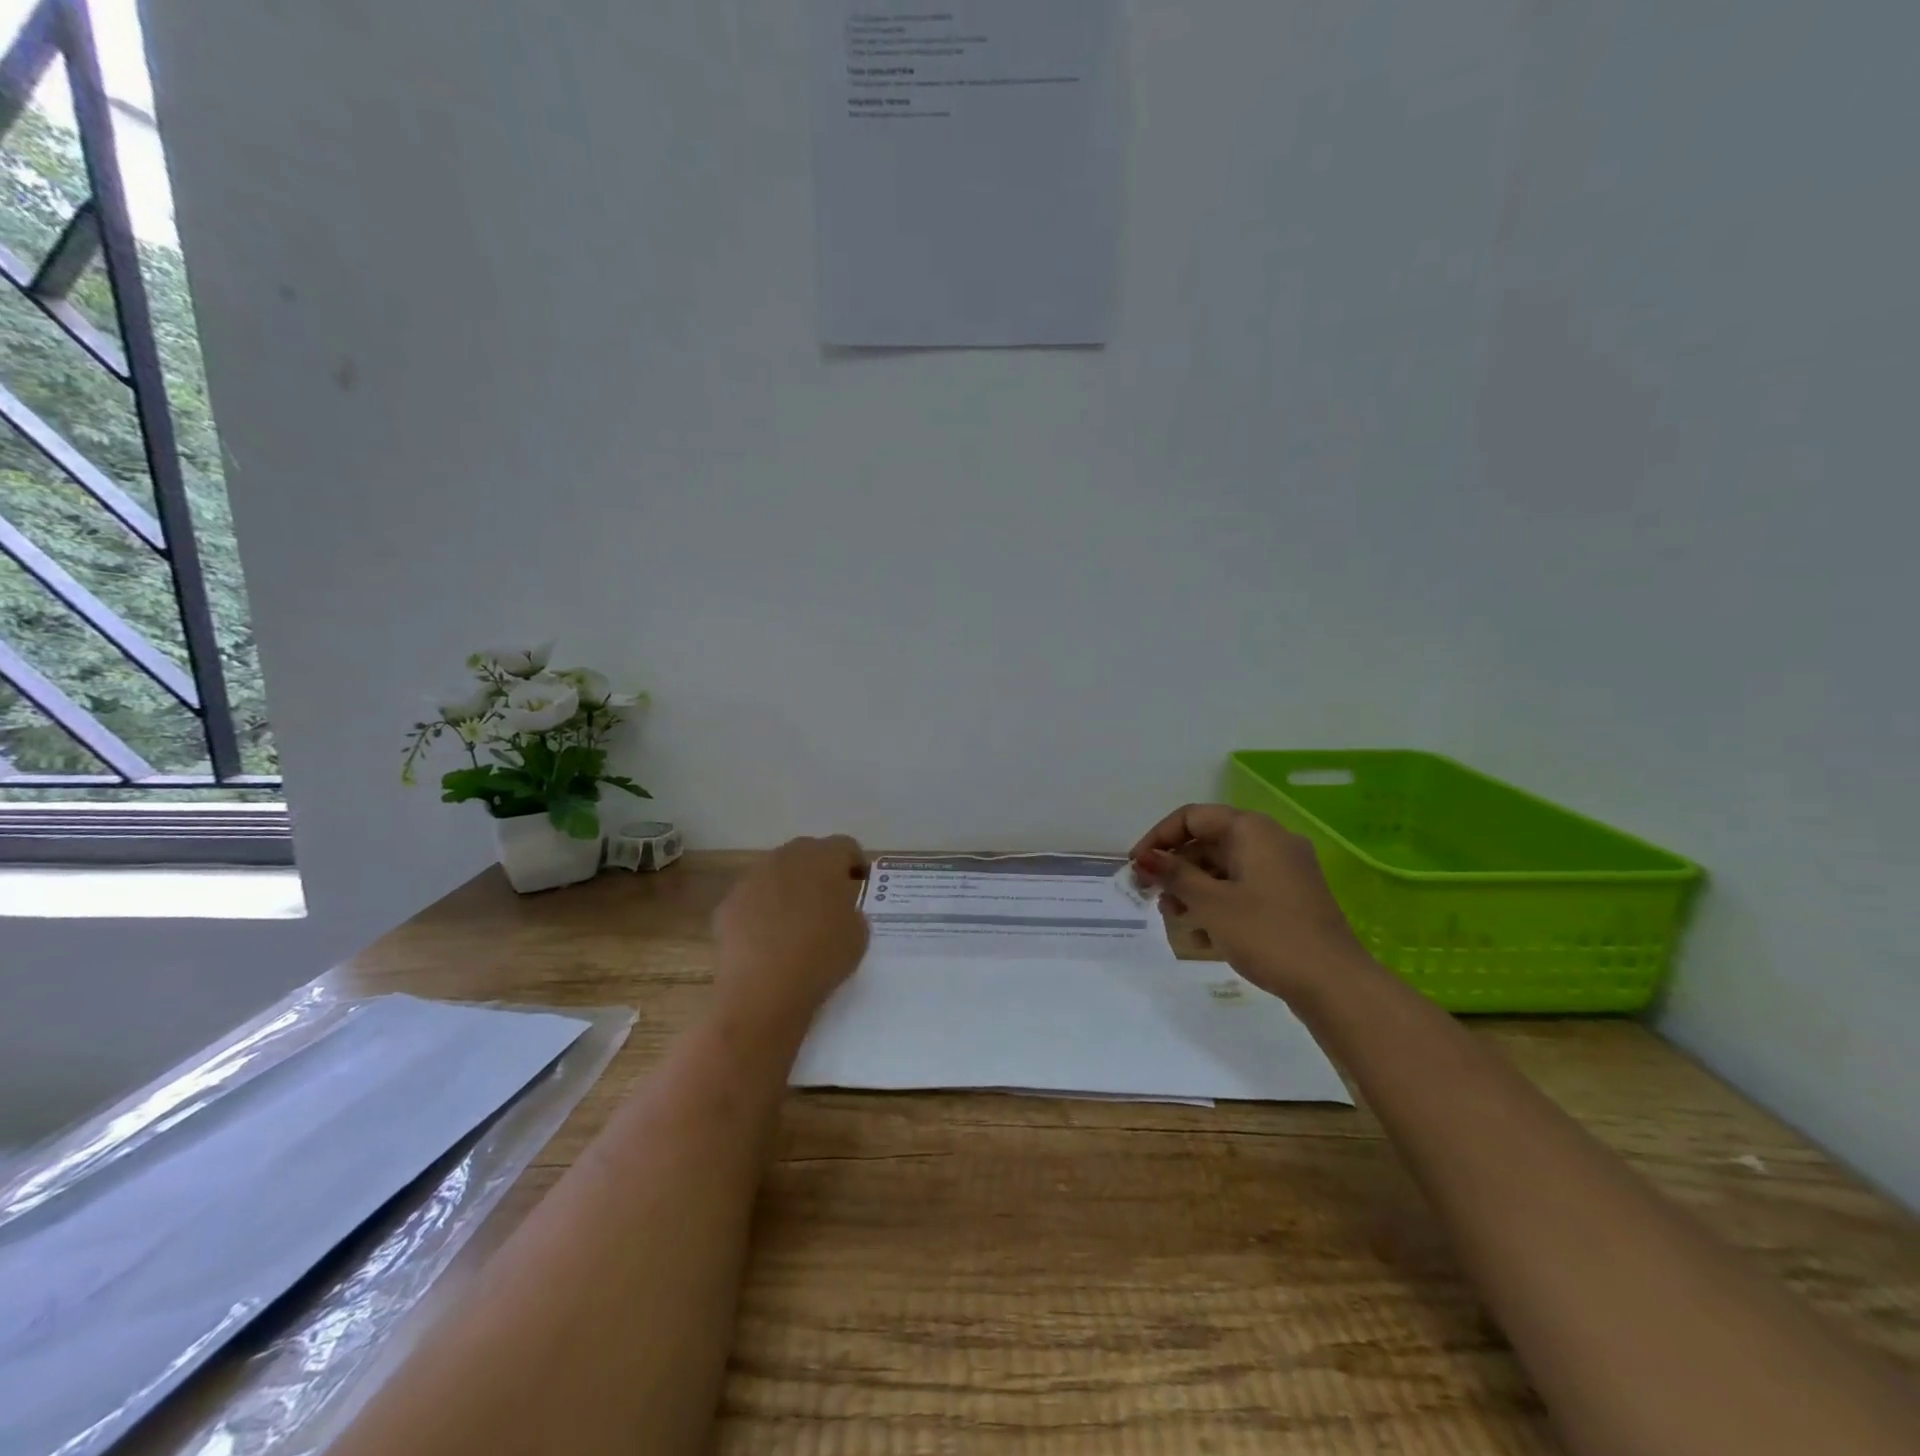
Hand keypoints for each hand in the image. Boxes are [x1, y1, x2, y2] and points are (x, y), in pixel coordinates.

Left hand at [713, 835, 869, 1025]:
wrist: (763, 992)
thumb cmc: (821, 958)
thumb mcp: (858, 933)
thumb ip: (851, 909)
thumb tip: (837, 908)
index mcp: (823, 858)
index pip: (845, 846)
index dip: (855, 864)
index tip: (859, 886)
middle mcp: (785, 858)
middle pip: (808, 853)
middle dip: (819, 872)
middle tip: (829, 902)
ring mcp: (751, 879)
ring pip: (776, 874)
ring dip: (788, 889)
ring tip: (795, 923)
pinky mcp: (727, 904)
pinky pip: (753, 899)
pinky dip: (762, 911)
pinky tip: (767, 941)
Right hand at [1131, 805, 1366, 1002]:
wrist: (1335, 984)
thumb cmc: (1267, 934)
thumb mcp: (1211, 903)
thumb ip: (1175, 875)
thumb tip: (1146, 858)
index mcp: (1252, 830)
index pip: (1193, 817)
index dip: (1158, 838)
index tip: (1136, 866)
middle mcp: (1270, 841)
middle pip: (1209, 842)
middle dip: (1175, 867)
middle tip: (1149, 894)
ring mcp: (1284, 871)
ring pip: (1225, 869)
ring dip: (1193, 889)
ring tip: (1171, 917)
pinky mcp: (1290, 900)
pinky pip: (1244, 890)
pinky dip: (1219, 905)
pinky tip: (1201, 937)